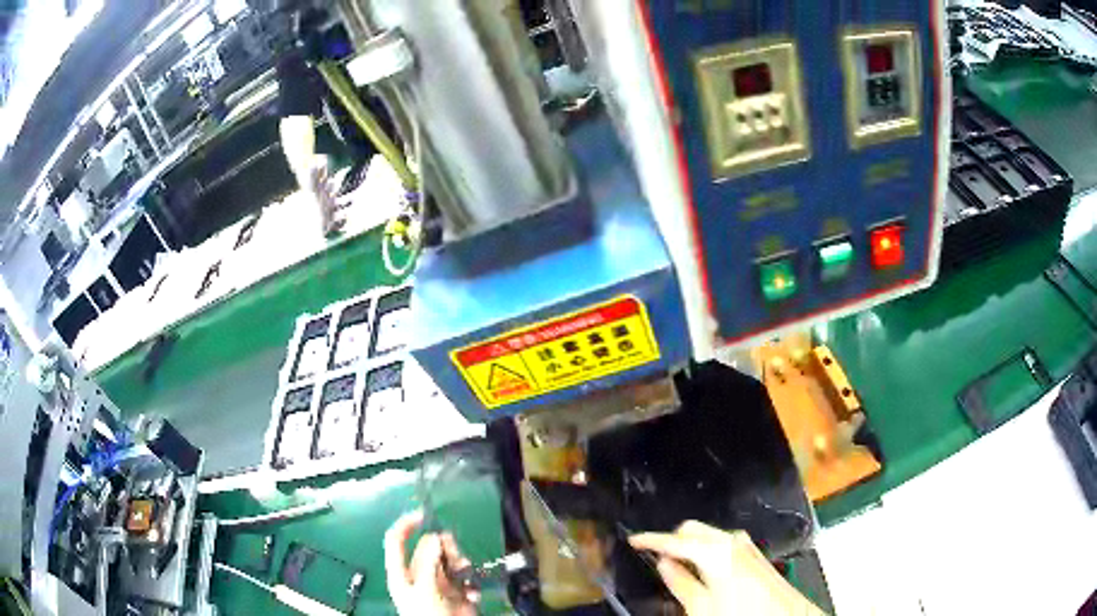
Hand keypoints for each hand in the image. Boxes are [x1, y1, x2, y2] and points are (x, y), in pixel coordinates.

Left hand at [385, 510, 479, 615]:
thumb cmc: (427, 614)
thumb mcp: (423, 587)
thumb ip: (427, 560)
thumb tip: (435, 536)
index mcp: (401, 572)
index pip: (396, 540)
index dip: (406, 524)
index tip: (424, 514)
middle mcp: (418, 575)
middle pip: (429, 548)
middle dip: (444, 548)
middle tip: (454, 554)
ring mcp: (438, 584)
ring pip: (449, 561)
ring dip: (460, 564)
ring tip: (466, 574)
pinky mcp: (456, 593)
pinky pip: (464, 578)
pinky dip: (470, 582)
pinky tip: (472, 594)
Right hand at [630, 521, 822, 615]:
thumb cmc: (739, 614)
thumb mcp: (701, 606)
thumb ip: (680, 582)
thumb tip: (663, 563)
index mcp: (714, 551)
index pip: (674, 540)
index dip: (651, 539)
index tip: (632, 540)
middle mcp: (730, 540)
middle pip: (693, 529)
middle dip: (672, 539)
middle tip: (654, 555)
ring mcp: (745, 544)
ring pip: (708, 534)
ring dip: (690, 543)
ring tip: (675, 562)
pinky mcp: (754, 553)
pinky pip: (722, 542)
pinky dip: (706, 548)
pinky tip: (701, 566)